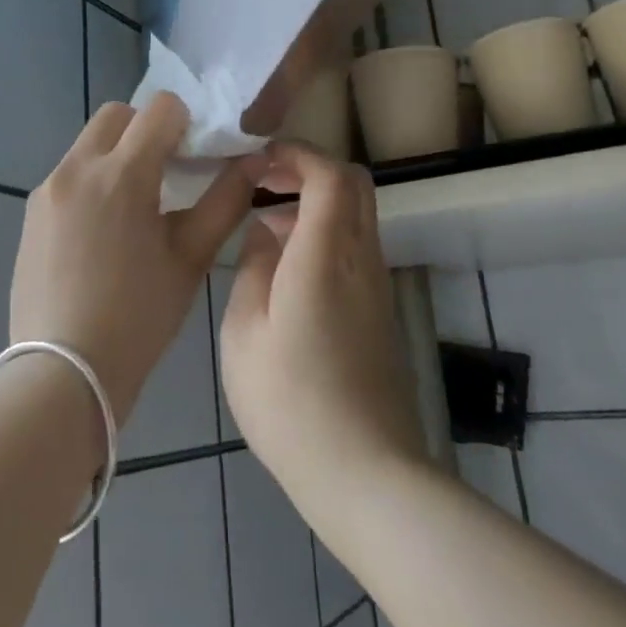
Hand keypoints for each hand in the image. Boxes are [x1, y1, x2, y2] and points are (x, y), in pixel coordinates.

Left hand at [10, 93, 261, 422]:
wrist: (63, 371)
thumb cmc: (138, 318)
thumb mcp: (190, 259)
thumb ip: (224, 202)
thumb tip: (252, 163)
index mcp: (121, 175)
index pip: (160, 108)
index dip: (186, 123)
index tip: (196, 157)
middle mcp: (77, 168)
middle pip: (117, 115)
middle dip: (147, 130)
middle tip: (168, 175)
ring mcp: (47, 190)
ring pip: (89, 144)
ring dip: (117, 155)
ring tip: (136, 209)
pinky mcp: (30, 213)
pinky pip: (68, 175)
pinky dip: (93, 182)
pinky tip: (104, 233)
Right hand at [220, 143, 426, 514]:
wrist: (364, 471)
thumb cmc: (290, 402)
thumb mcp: (245, 333)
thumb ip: (253, 270)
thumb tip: (264, 234)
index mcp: (326, 256)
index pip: (331, 175)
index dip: (297, 154)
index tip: (258, 160)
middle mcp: (363, 260)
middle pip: (355, 185)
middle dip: (309, 169)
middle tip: (262, 182)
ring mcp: (378, 286)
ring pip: (357, 216)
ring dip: (315, 204)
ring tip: (263, 226)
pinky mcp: (380, 312)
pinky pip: (356, 248)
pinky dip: (324, 235)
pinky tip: (285, 269)